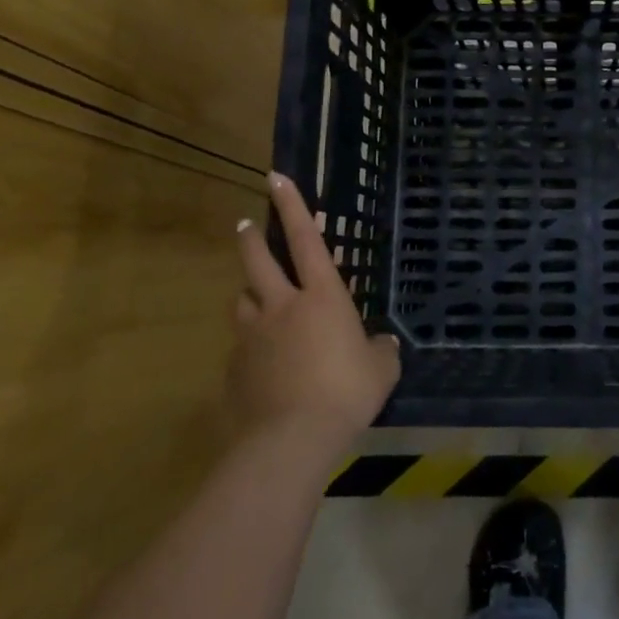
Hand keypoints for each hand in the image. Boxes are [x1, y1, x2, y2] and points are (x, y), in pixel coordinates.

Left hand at [229, 173, 399, 450]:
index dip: (293, 206)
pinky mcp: (235, 368)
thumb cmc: (346, 393)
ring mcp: (253, 336)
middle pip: (258, 261)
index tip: (275, 178)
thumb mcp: (380, 371)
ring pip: (243, 301)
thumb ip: (381, 351)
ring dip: (250, 293)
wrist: (291, 440)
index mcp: (322, 297)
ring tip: (256, 298)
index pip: (306, 239)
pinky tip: (261, 364)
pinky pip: (241, 345)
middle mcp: (282, 306)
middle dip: (252, 238)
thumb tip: (383, 344)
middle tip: (245, 224)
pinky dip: (250, 344)